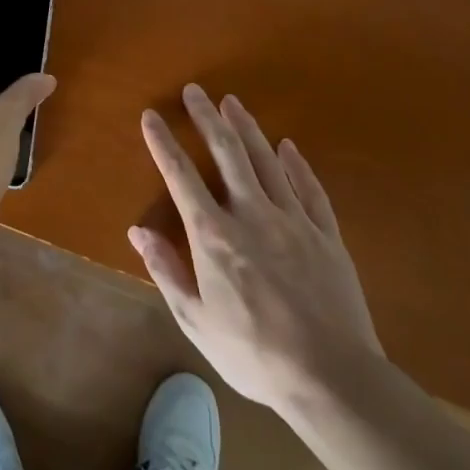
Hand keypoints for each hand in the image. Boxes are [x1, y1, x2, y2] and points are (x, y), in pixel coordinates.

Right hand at [133, 84, 382, 413]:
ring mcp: (293, 221)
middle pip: (227, 153)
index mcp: (214, 236)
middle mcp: (251, 214)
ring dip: (247, 128)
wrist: (332, 378)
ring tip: (233, 102)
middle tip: (195, 90)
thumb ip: (166, 271)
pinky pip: (310, 189)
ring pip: (266, 161)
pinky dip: (296, 164)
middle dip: (207, 117)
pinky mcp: (327, 235)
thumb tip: (137, 231)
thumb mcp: (196, 320)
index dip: (163, 142)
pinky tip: (288, 146)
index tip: (151, 116)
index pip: (180, 176)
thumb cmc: (253, 353)